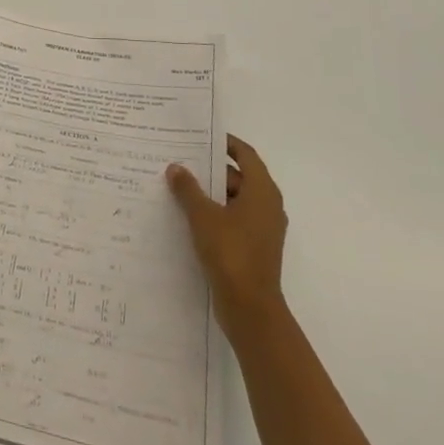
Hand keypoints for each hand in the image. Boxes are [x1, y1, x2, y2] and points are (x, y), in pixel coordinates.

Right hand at [166, 135, 286, 323]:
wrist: (250, 308)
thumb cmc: (231, 253)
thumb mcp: (203, 216)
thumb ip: (188, 189)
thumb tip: (176, 168)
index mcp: (262, 192)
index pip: (246, 155)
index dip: (225, 143)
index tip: (200, 136)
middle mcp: (267, 206)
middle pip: (238, 177)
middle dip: (210, 169)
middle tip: (180, 161)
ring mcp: (262, 229)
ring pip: (233, 200)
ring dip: (209, 193)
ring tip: (177, 187)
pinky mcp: (253, 248)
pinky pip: (232, 220)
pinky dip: (214, 214)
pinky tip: (187, 217)